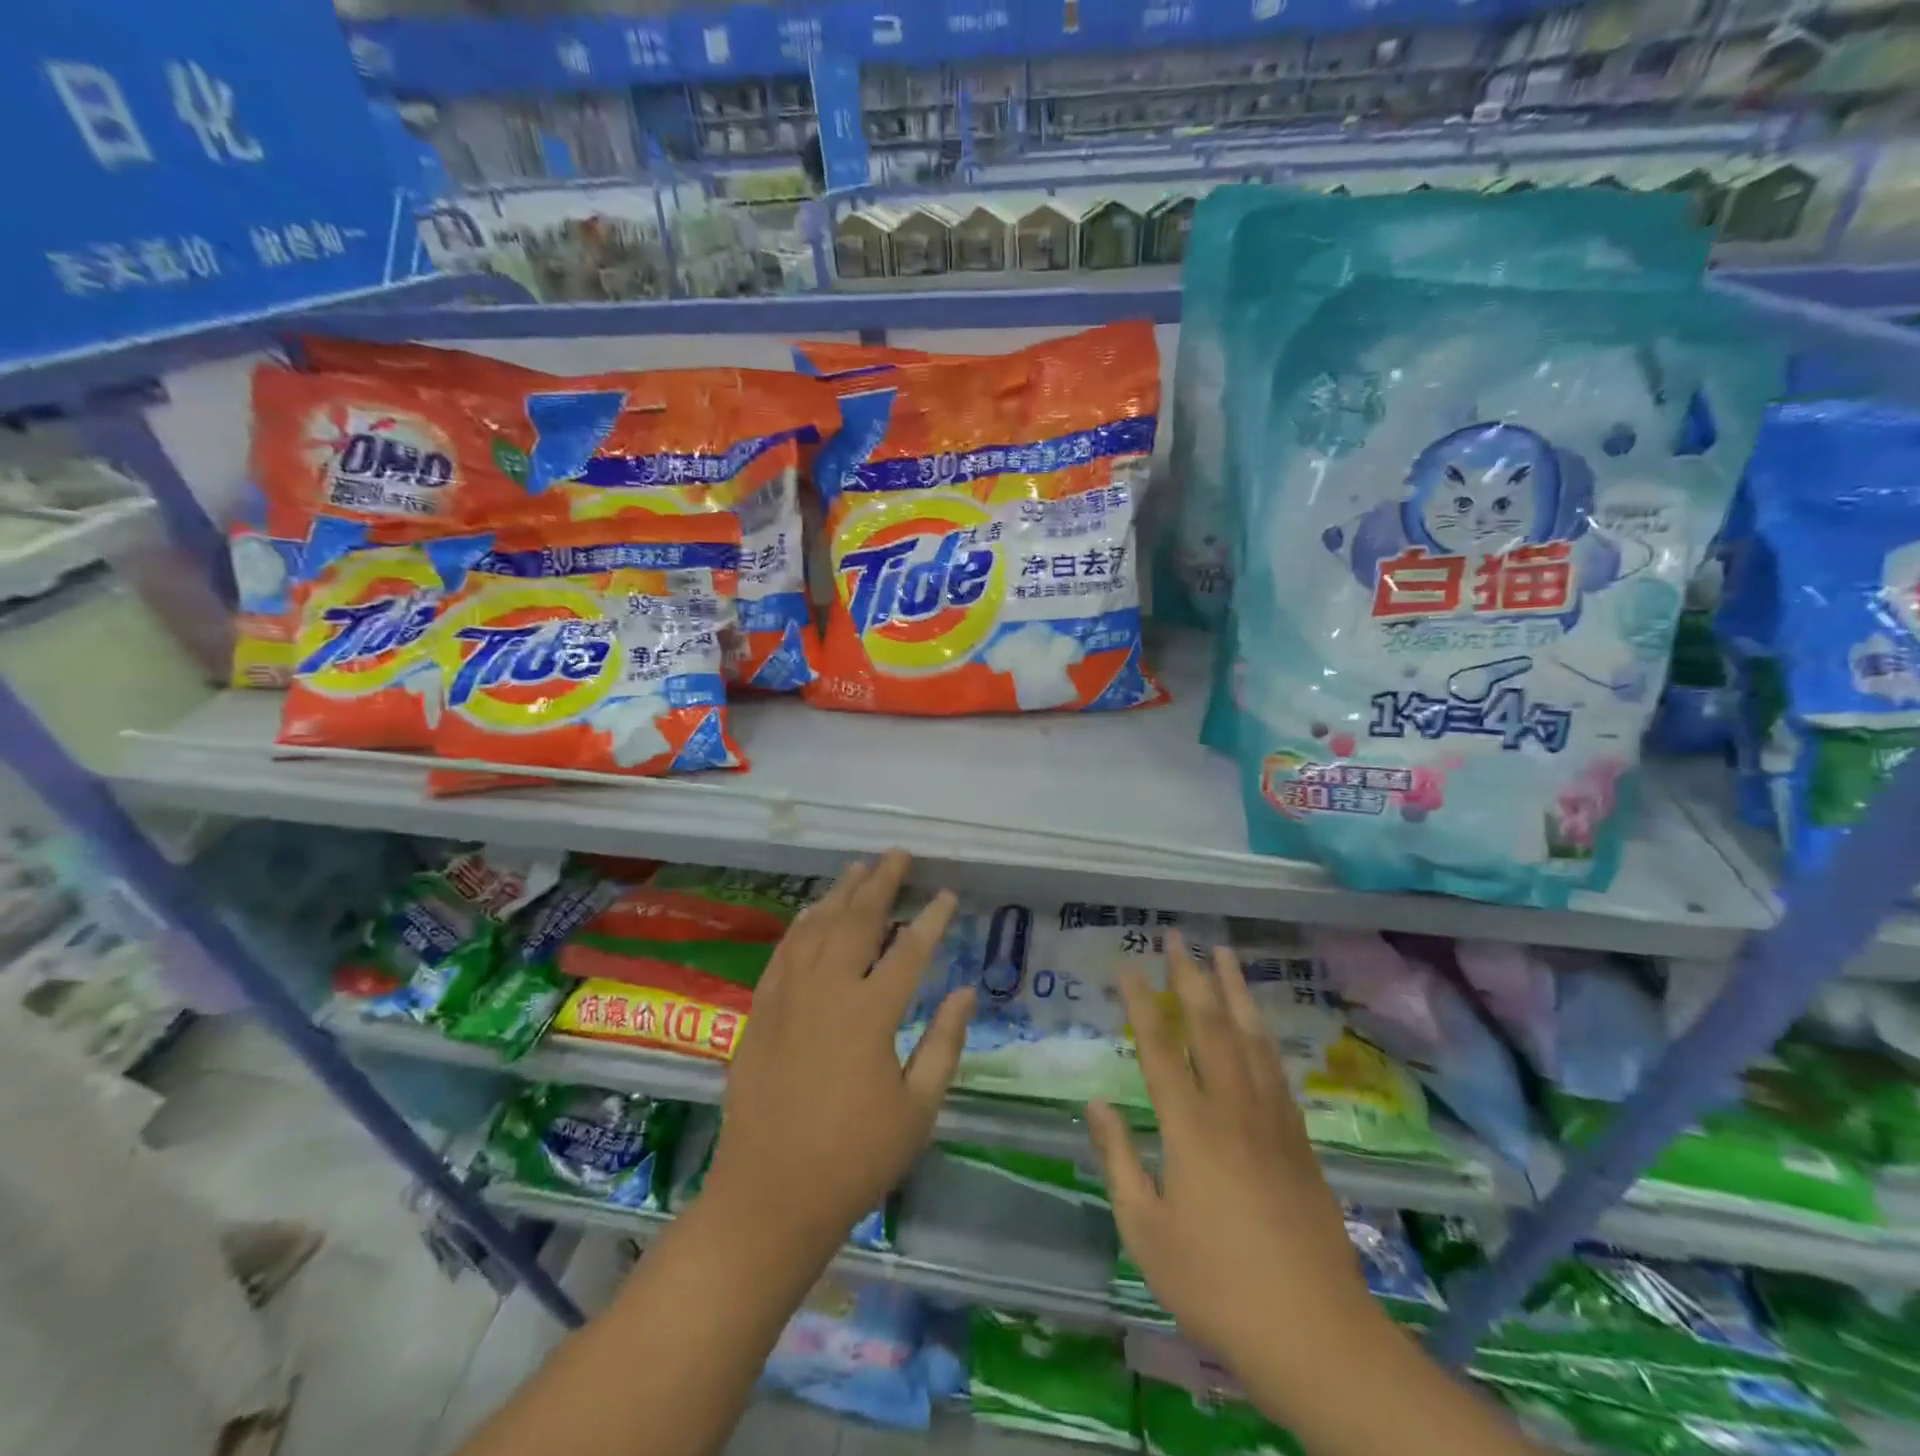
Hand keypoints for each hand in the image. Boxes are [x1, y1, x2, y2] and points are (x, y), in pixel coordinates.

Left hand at [704, 850, 974, 1250]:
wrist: (769, 1197)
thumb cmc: (855, 1160)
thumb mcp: (918, 1109)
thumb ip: (944, 1043)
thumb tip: (967, 991)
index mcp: (870, 1015)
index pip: (909, 950)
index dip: (932, 919)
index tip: (948, 894)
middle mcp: (827, 992)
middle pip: (857, 920)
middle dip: (881, 883)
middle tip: (899, 855)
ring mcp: (788, 997)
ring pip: (816, 926)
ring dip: (840, 893)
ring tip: (860, 868)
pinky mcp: (761, 1011)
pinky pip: (784, 951)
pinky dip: (802, 924)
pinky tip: (812, 911)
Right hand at [1086, 935, 1375, 1369]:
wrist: (1315, 1334)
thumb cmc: (1216, 1284)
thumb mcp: (1146, 1230)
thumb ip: (1118, 1159)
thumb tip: (1095, 1102)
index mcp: (1190, 1127)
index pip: (1160, 1048)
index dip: (1141, 1002)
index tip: (1128, 965)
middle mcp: (1232, 1109)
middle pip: (1210, 1026)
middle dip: (1190, 976)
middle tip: (1178, 936)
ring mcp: (1272, 1121)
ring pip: (1250, 1038)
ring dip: (1234, 991)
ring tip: (1225, 954)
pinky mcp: (1299, 1141)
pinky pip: (1276, 1070)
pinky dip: (1263, 1035)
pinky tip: (1258, 1024)